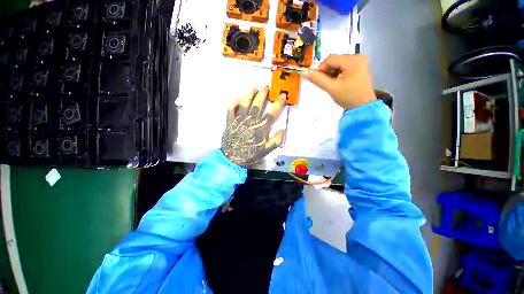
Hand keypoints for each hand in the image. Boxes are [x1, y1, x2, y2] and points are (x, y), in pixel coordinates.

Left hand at [221, 86, 285, 166]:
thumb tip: (282, 130)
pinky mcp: (230, 121)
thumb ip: (276, 140)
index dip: (278, 103)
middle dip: (263, 93)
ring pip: (245, 103)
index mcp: (261, 128)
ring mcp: (239, 120)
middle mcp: (250, 121)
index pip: (272, 112)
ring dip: (250, 94)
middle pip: (257, 104)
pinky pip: (231, 109)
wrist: (233, 158)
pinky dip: (235, 102)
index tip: (282, 95)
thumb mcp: (267, 151)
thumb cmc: (251, 154)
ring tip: (254, 88)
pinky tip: (239, 98)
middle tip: (266, 87)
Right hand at [303, 54, 376, 108]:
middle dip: (328, 72)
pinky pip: (343, 65)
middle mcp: (358, 55)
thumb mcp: (331, 88)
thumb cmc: (348, 97)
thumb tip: (305, 73)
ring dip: (332, 73)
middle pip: (334, 60)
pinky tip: (339, 81)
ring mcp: (359, 60)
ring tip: (335, 84)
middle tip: (329, 84)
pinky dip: (338, 73)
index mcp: (353, 60)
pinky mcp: (359, 65)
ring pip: (337, 63)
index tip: (321, 81)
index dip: (322, 69)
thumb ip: (318, 79)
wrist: (362, 105)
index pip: (330, 59)